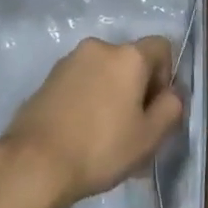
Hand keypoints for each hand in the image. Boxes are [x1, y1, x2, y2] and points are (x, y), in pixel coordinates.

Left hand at [0, 36, 185, 207]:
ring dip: (112, 95)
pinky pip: (82, 81)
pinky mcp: (50, 76)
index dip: (166, 76)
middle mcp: (100, 46)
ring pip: (105, 72)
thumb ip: (171, 109)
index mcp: (128, 55)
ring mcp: (71, 59)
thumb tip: (171, 93)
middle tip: (133, 130)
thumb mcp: (149, 137)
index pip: (161, 47)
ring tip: (106, 137)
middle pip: (131, 61)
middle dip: (137, 90)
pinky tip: (82, 133)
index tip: (155, 109)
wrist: (36, 161)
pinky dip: (89, 99)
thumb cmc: (101, 147)